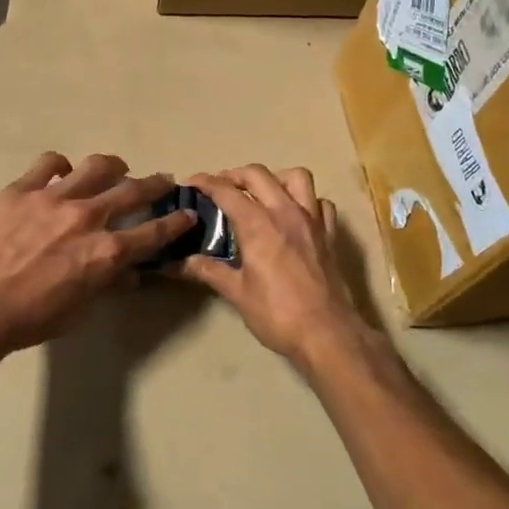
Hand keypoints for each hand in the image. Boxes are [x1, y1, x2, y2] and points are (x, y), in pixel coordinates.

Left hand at [0, 152, 194, 356]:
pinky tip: (61, 173)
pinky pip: (49, 163)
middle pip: (133, 190)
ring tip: (116, 167)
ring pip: (96, 166)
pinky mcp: (22, 189)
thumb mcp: (80, 310)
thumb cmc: (31, 318)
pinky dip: (61, 166)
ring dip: (113, 166)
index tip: (187, 214)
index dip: (175, 223)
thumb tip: (129, 275)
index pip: (154, 233)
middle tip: (164, 179)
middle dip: (156, 184)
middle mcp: (88, 217)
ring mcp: (54, 198)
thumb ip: (108, 284)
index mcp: (106, 251)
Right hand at [178, 165, 374, 368]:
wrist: (327, 334)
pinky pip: (320, 202)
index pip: (226, 191)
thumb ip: (208, 271)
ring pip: (296, 177)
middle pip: (258, 174)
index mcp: (258, 224)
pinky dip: (306, 200)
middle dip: (235, 174)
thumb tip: (178, 263)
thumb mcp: (236, 293)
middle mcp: (285, 212)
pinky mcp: (330, 234)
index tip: (191, 183)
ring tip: (262, 193)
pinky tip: (295, 214)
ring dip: (275, 178)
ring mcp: (312, 220)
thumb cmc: (277, 314)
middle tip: (221, 188)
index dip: (206, 183)